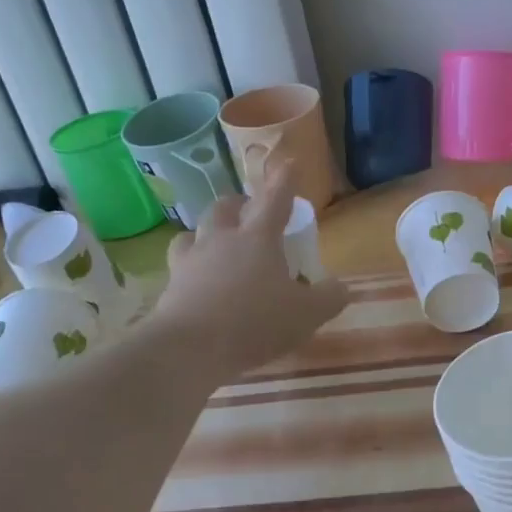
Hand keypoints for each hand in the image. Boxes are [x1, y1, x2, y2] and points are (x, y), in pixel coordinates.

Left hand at [151, 165, 347, 378]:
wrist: (189, 349)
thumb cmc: (254, 323)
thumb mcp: (306, 315)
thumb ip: (328, 298)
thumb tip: (341, 286)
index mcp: (258, 238)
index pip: (275, 198)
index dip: (284, 179)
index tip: (289, 162)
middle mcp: (222, 240)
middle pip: (225, 207)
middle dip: (239, 204)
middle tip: (250, 213)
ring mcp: (191, 261)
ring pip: (194, 232)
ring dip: (207, 233)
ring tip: (216, 246)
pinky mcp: (170, 285)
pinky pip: (180, 266)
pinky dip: (191, 267)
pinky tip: (198, 282)